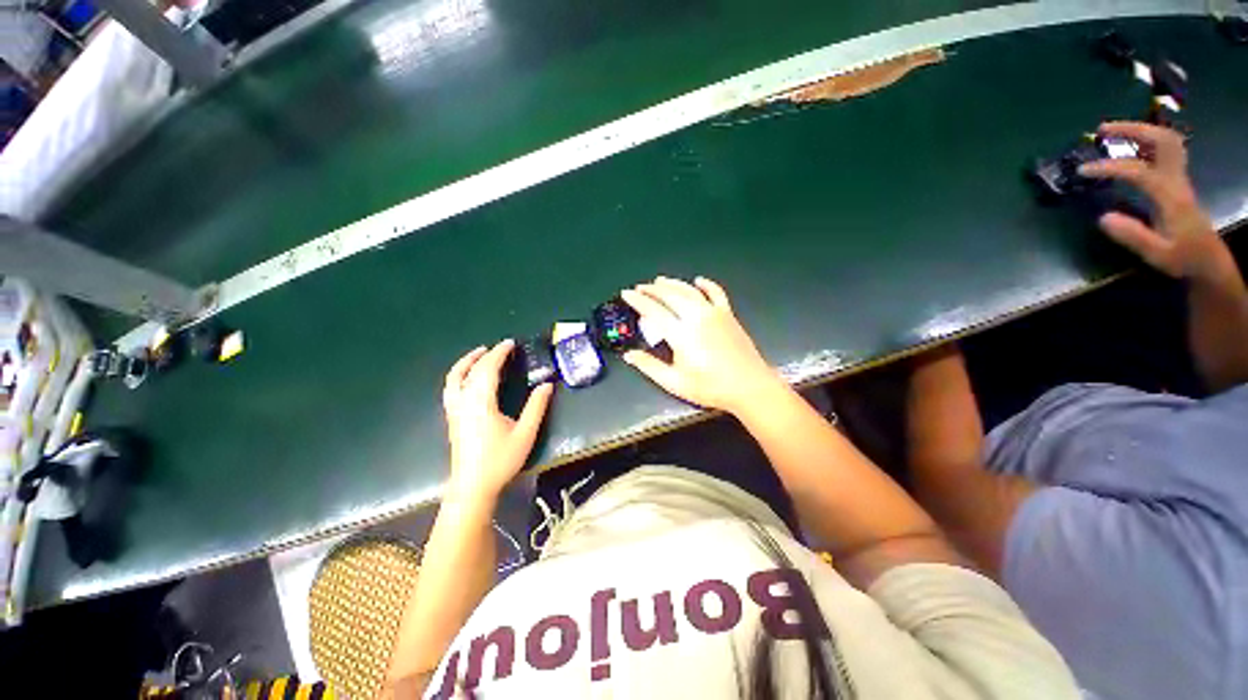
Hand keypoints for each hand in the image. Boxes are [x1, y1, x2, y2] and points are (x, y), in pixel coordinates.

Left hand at [442, 340, 553, 501]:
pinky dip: (459, 375)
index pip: (488, 370)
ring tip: (479, 354)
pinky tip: (468, 378)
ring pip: (453, 378)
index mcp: (481, 403)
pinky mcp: (452, 418)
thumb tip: (547, 384)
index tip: (510, 343)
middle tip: (501, 347)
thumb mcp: (525, 433)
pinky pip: (451, 388)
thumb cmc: (500, 460)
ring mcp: (454, 410)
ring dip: (466, 362)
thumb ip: (536, 407)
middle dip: (485, 355)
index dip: (499, 354)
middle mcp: (464, 402)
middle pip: (471, 371)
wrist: (473, 487)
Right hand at [620, 276, 781, 412]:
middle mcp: (696, 317)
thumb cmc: (710, 388)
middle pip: (670, 295)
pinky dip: (706, 284)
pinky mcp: (728, 314)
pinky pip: (716, 293)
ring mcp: (714, 313)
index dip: (637, 300)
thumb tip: (629, 355)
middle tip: (640, 287)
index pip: (653, 310)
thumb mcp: (675, 382)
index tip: (626, 293)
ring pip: (689, 290)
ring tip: (660, 280)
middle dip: (652, 289)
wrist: (749, 387)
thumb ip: (650, 366)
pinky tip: (698, 280)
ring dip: (673, 283)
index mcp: (681, 334)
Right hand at [1079, 121, 1223, 279]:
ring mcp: (1178, 177)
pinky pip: (1163, 150)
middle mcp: (1176, 179)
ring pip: (1165, 140)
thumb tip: (1102, 218)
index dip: (1109, 167)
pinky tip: (1129, 147)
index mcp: (1170, 196)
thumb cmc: (1182, 258)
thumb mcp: (1157, 255)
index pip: (1138, 170)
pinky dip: (1145, 141)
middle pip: (1161, 140)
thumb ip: (1133, 236)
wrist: (1209, 260)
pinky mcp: (1176, 180)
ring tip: (1112, 133)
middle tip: (1102, 130)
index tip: (1082, 171)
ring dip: (1139, 131)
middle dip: (1132, 129)